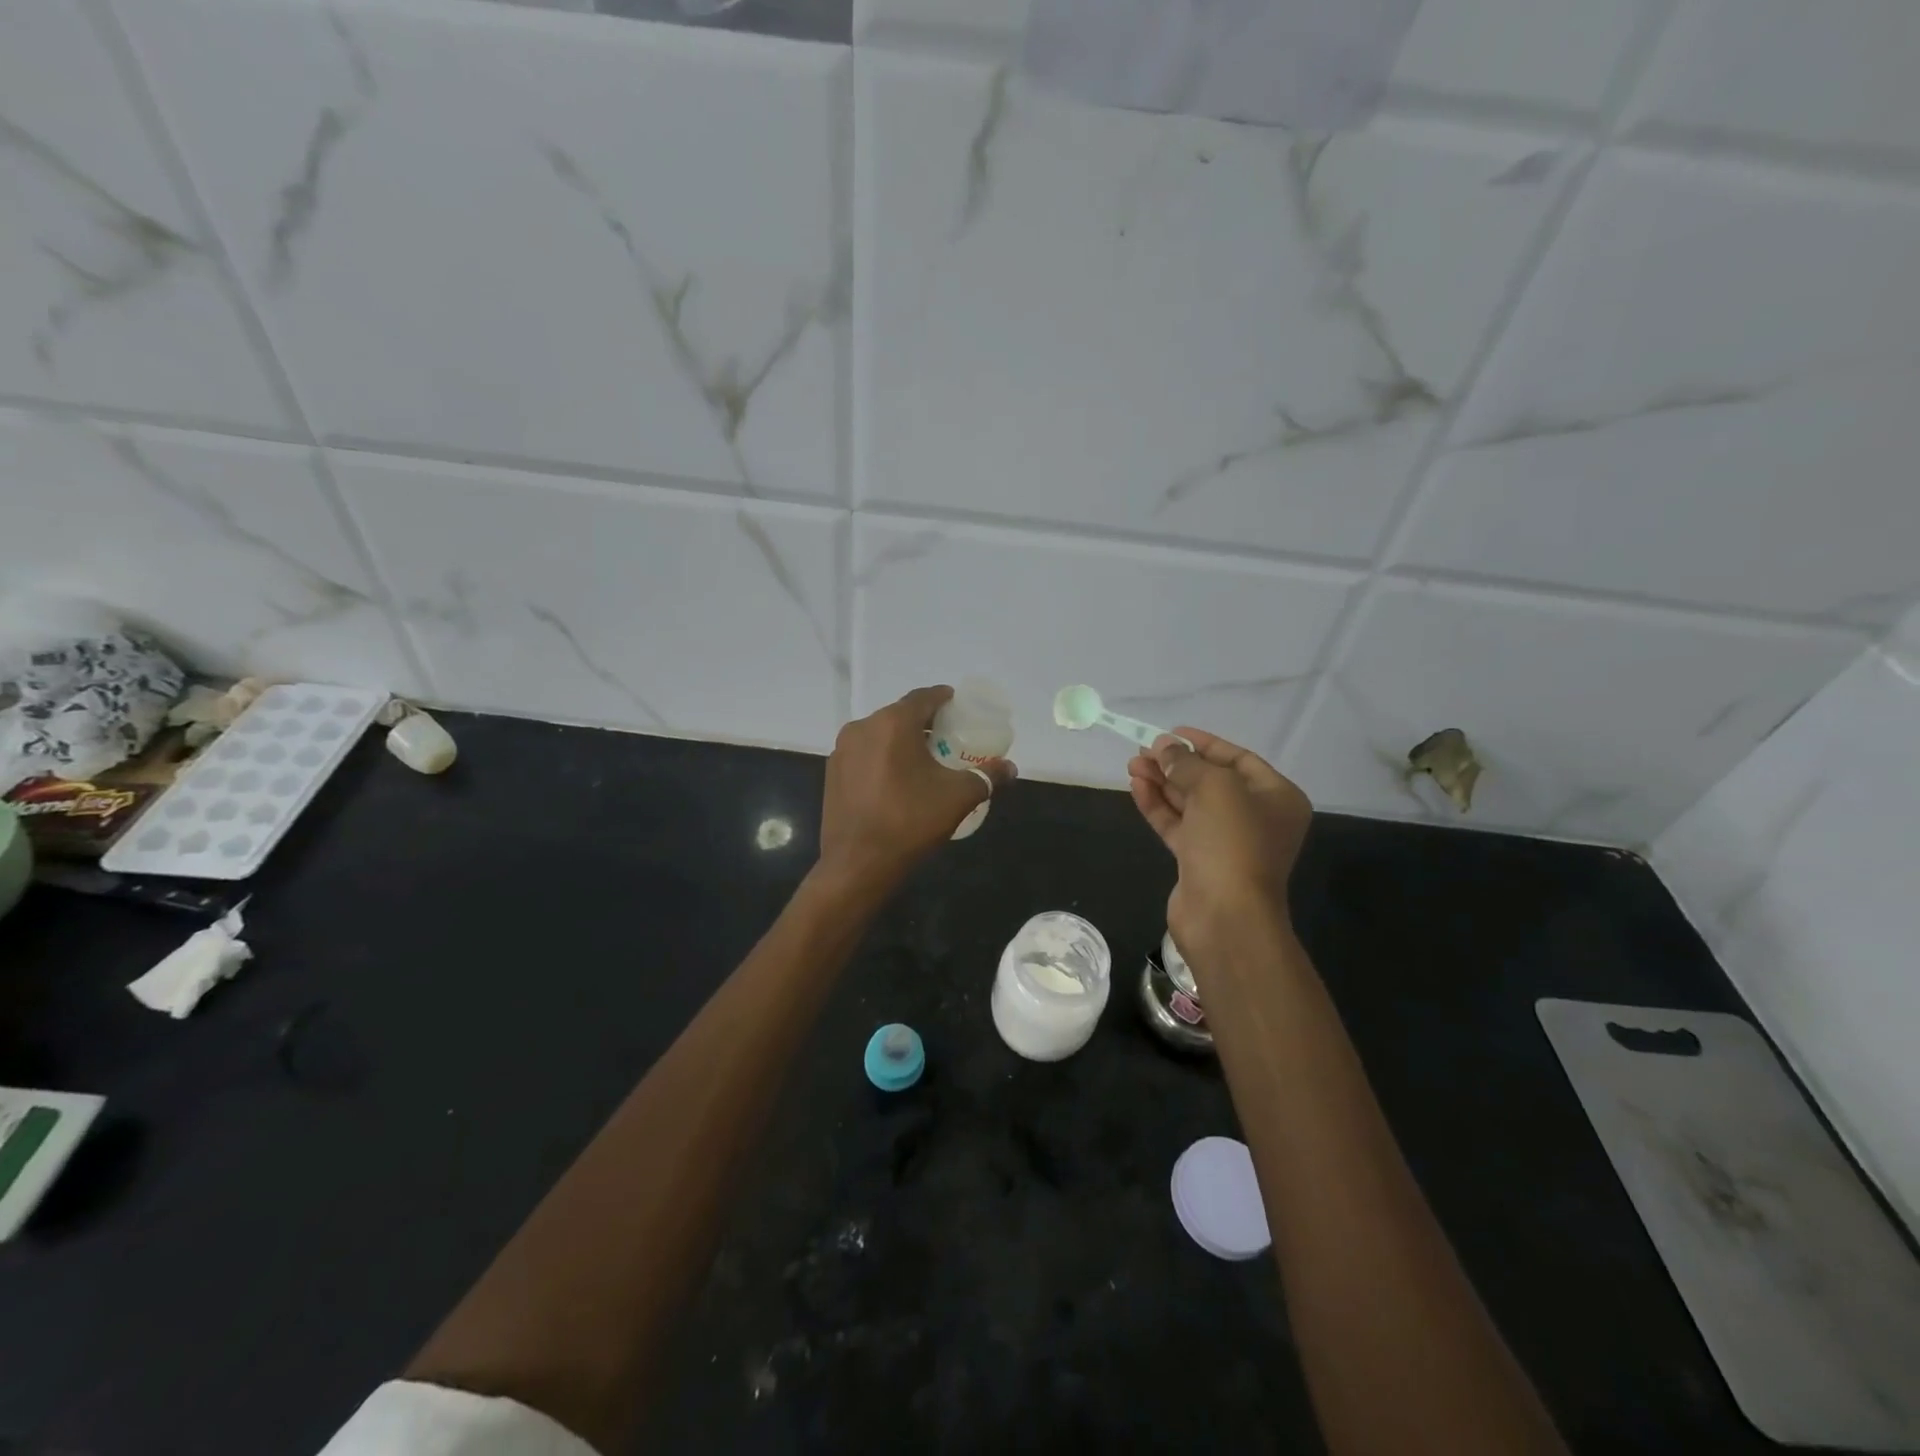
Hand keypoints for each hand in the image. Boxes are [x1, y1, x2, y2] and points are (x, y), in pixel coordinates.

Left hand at [818, 686, 1015, 889]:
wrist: (858, 864)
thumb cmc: (910, 821)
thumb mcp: (958, 797)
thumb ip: (986, 776)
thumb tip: (1010, 768)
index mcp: (893, 723)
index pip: (923, 697)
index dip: (944, 698)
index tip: (959, 706)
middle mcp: (862, 728)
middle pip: (899, 714)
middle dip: (924, 722)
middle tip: (947, 736)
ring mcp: (842, 751)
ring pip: (879, 734)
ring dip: (902, 741)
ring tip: (924, 759)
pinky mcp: (832, 773)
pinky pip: (864, 754)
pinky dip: (883, 758)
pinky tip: (897, 780)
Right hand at [1128, 728, 1311, 963]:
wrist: (1225, 916)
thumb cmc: (1232, 842)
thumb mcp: (1214, 788)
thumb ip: (1187, 762)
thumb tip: (1163, 747)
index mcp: (1276, 798)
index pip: (1238, 759)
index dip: (1204, 743)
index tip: (1171, 732)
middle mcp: (1255, 817)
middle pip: (1210, 780)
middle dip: (1176, 764)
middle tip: (1143, 751)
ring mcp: (1226, 841)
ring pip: (1190, 803)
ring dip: (1162, 782)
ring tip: (1132, 765)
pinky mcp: (1199, 861)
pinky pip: (1177, 825)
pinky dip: (1158, 806)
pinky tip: (1136, 788)